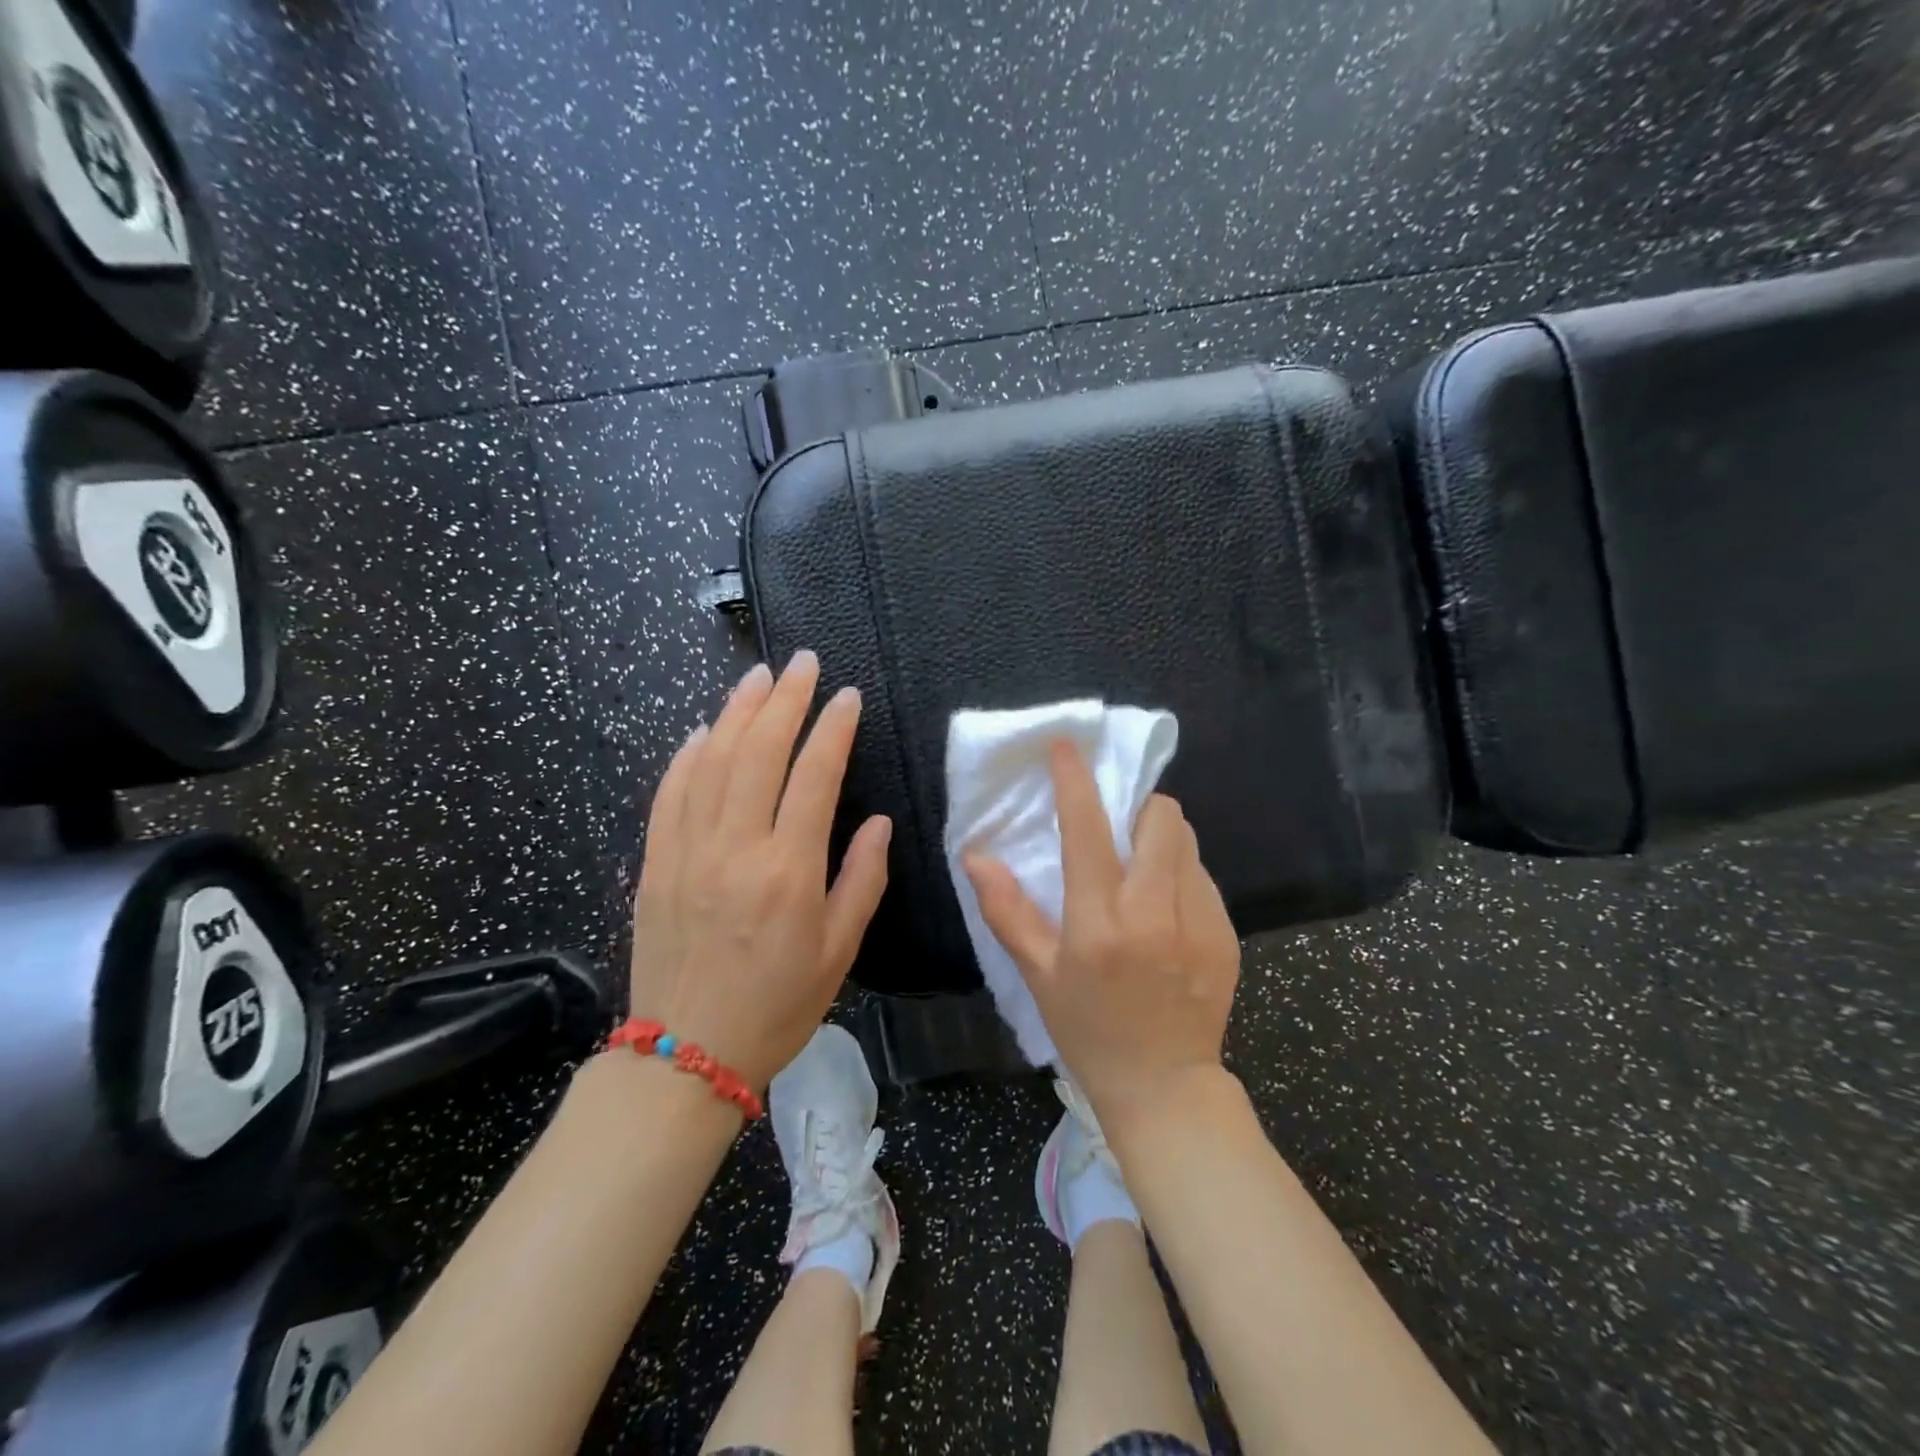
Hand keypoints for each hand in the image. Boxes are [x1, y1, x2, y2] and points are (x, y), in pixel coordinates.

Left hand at [629, 651, 890, 1090]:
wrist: (686, 1053)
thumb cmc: (777, 1006)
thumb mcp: (840, 951)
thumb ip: (862, 879)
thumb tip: (875, 822)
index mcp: (789, 870)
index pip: (814, 776)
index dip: (833, 728)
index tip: (848, 696)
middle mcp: (736, 847)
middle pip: (759, 751)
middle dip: (785, 699)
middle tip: (803, 663)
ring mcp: (688, 851)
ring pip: (711, 760)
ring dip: (736, 712)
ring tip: (758, 676)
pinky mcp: (655, 862)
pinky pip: (669, 794)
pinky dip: (687, 755)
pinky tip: (701, 731)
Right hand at [964, 742, 1240, 1128]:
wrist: (1164, 1085)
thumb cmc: (1087, 1029)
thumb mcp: (1037, 974)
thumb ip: (1006, 910)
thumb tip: (976, 856)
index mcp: (1099, 922)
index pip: (1086, 829)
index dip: (1074, 779)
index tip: (1067, 747)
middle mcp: (1153, 912)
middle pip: (1160, 817)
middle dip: (1137, 808)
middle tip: (1118, 831)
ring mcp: (1198, 922)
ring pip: (1186, 841)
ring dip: (1161, 839)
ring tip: (1142, 872)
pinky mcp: (1225, 934)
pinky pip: (1203, 877)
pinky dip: (1181, 875)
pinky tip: (1167, 913)